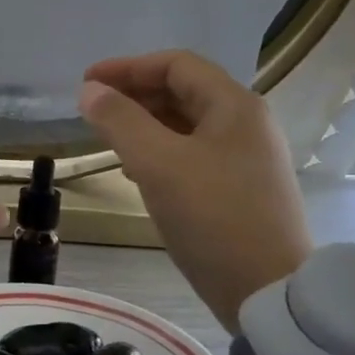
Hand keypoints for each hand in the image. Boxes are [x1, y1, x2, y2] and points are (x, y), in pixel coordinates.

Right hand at [79, 51, 310, 332]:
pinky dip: (161, 153)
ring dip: (146, 125)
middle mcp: (246, 124)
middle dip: (135, 96)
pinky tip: (138, 172)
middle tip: (94, 111)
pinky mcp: (241, 190)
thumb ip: (120, 122)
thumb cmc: (213, 217)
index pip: (177, 65)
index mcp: (234, 105)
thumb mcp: (158, 164)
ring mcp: (247, 158)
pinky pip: (194, 155)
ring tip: (109, 139)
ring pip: (187, 126)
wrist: (267, 290)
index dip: (128, 67)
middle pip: (184, 92)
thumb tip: (90, 91)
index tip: (87, 82)